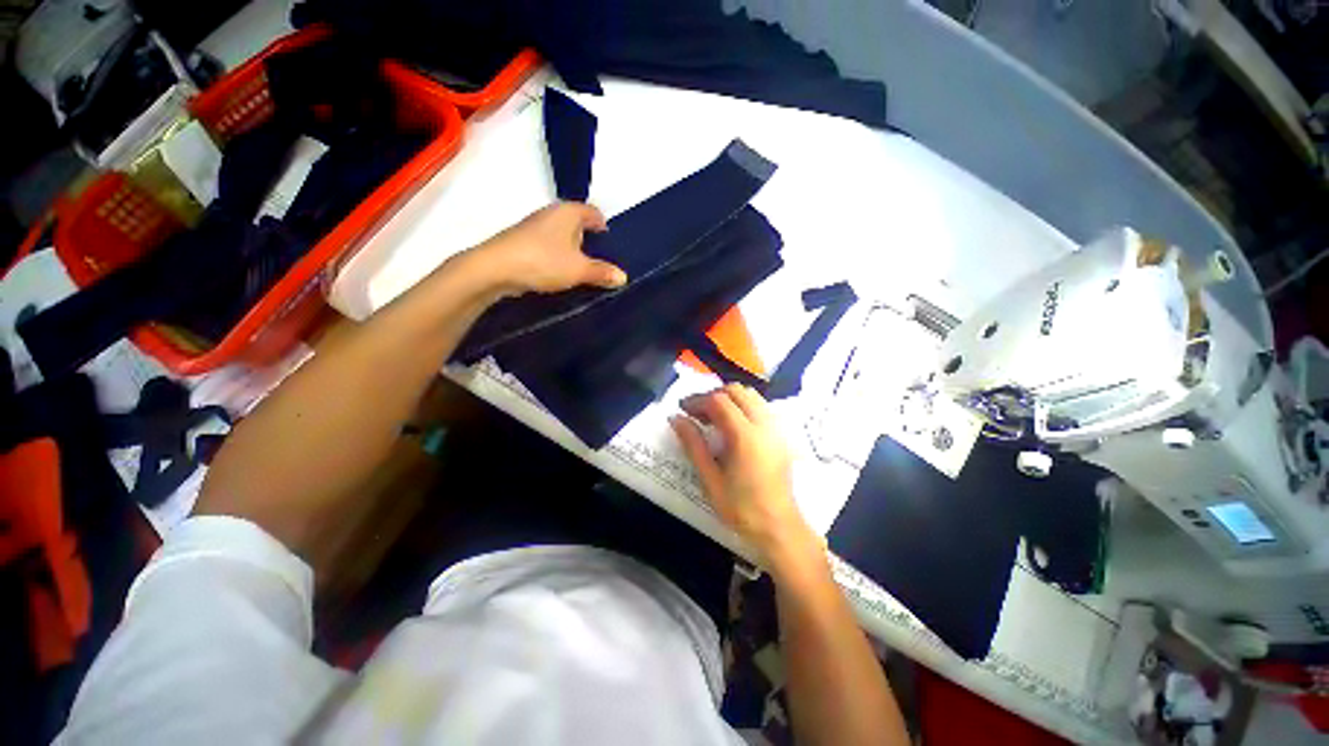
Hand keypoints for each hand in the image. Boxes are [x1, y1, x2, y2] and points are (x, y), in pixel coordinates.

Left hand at [472, 202, 625, 295]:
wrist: (496, 268)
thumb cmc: (544, 261)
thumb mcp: (580, 270)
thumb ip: (602, 272)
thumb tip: (623, 277)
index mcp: (569, 212)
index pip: (593, 212)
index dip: (603, 226)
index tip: (610, 243)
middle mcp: (552, 213)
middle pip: (577, 223)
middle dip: (589, 239)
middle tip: (600, 260)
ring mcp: (535, 227)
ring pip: (562, 235)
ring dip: (572, 250)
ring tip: (582, 270)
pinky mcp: (523, 241)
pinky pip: (549, 246)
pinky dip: (558, 256)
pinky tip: (560, 273)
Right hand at [670, 385, 819, 571]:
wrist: (778, 526)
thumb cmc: (741, 508)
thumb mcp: (710, 479)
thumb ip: (693, 445)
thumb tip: (676, 419)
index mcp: (745, 436)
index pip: (719, 401)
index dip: (697, 400)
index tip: (682, 410)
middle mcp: (764, 424)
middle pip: (736, 391)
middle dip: (712, 395)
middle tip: (696, 412)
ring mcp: (776, 427)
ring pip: (751, 395)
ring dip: (729, 398)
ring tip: (713, 416)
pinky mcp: (781, 433)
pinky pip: (761, 406)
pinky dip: (743, 405)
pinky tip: (733, 424)